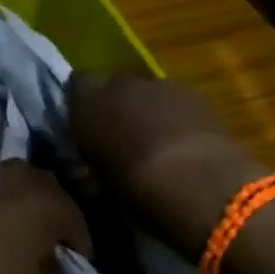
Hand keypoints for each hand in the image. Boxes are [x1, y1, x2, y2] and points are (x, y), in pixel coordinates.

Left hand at [0, 126, 90, 273]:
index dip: (82, 250)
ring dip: (27, 191)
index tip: (79, 267)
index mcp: (55, 207)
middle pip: (54, 197)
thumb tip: (53, 266)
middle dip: (58, 217)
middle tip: (51, 242)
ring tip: (25, 209)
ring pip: (21, 175)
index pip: (80, 228)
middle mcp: (30, 179)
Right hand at [67, 71, 272, 255]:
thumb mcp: (99, 187)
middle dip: (117, 106)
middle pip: (115, 86)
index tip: (87, 127)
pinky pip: (176, 101)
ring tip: (157, 145)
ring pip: (147, 92)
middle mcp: (120, 84)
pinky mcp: (195, 93)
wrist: (198, 183)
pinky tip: (184, 144)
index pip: (76, 84)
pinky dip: (176, 116)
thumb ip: (88, 170)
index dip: (83, 103)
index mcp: (88, 102)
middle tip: (122, 138)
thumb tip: (85, 172)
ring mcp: (160, 84)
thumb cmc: (135, 189)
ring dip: (149, 110)